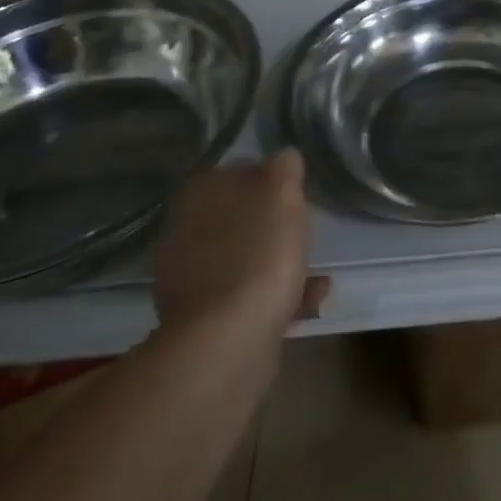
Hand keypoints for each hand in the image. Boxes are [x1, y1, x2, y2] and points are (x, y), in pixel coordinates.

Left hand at [151, 151, 328, 339]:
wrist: (228, 342)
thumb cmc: (259, 252)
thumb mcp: (283, 192)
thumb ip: (284, 168)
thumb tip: (283, 158)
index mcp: (198, 194)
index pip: (239, 172)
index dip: (272, 180)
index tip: (297, 195)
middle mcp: (184, 232)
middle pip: (240, 218)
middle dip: (275, 227)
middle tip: (305, 234)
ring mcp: (188, 280)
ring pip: (244, 259)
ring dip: (279, 265)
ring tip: (316, 276)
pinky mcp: (201, 321)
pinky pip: (244, 297)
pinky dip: (274, 297)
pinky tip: (307, 303)